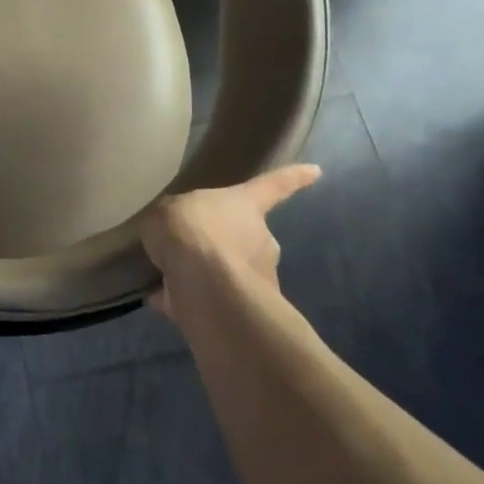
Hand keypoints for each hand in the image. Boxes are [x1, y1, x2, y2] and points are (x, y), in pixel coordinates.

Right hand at [140, 165, 319, 323]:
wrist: (202, 285)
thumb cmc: (190, 231)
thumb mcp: (165, 210)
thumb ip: (172, 218)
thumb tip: (173, 231)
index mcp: (245, 205)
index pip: (273, 186)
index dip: (293, 178)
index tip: (317, 171)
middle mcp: (261, 239)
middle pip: (247, 235)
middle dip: (225, 242)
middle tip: (192, 244)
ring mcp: (259, 278)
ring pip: (233, 271)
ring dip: (209, 273)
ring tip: (172, 273)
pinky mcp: (247, 312)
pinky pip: (216, 300)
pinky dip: (195, 300)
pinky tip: (165, 300)